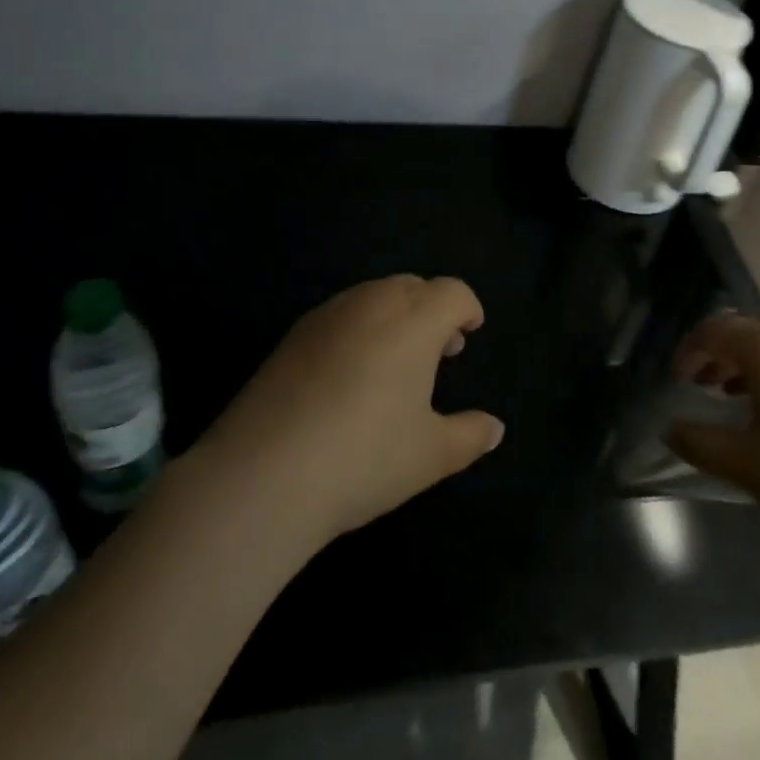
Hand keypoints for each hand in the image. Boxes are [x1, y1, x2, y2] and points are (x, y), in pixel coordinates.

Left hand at [194, 276, 504, 547]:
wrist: (264, 473)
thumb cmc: (364, 458)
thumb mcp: (430, 455)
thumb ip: (470, 435)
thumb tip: (495, 428)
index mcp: (414, 320)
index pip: (451, 292)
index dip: (467, 307)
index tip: (471, 331)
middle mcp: (372, 303)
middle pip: (413, 287)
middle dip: (432, 309)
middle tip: (440, 352)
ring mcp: (328, 315)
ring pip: (374, 296)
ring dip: (396, 316)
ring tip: (396, 364)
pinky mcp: (293, 335)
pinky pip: (341, 315)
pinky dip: (360, 328)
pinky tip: (350, 376)